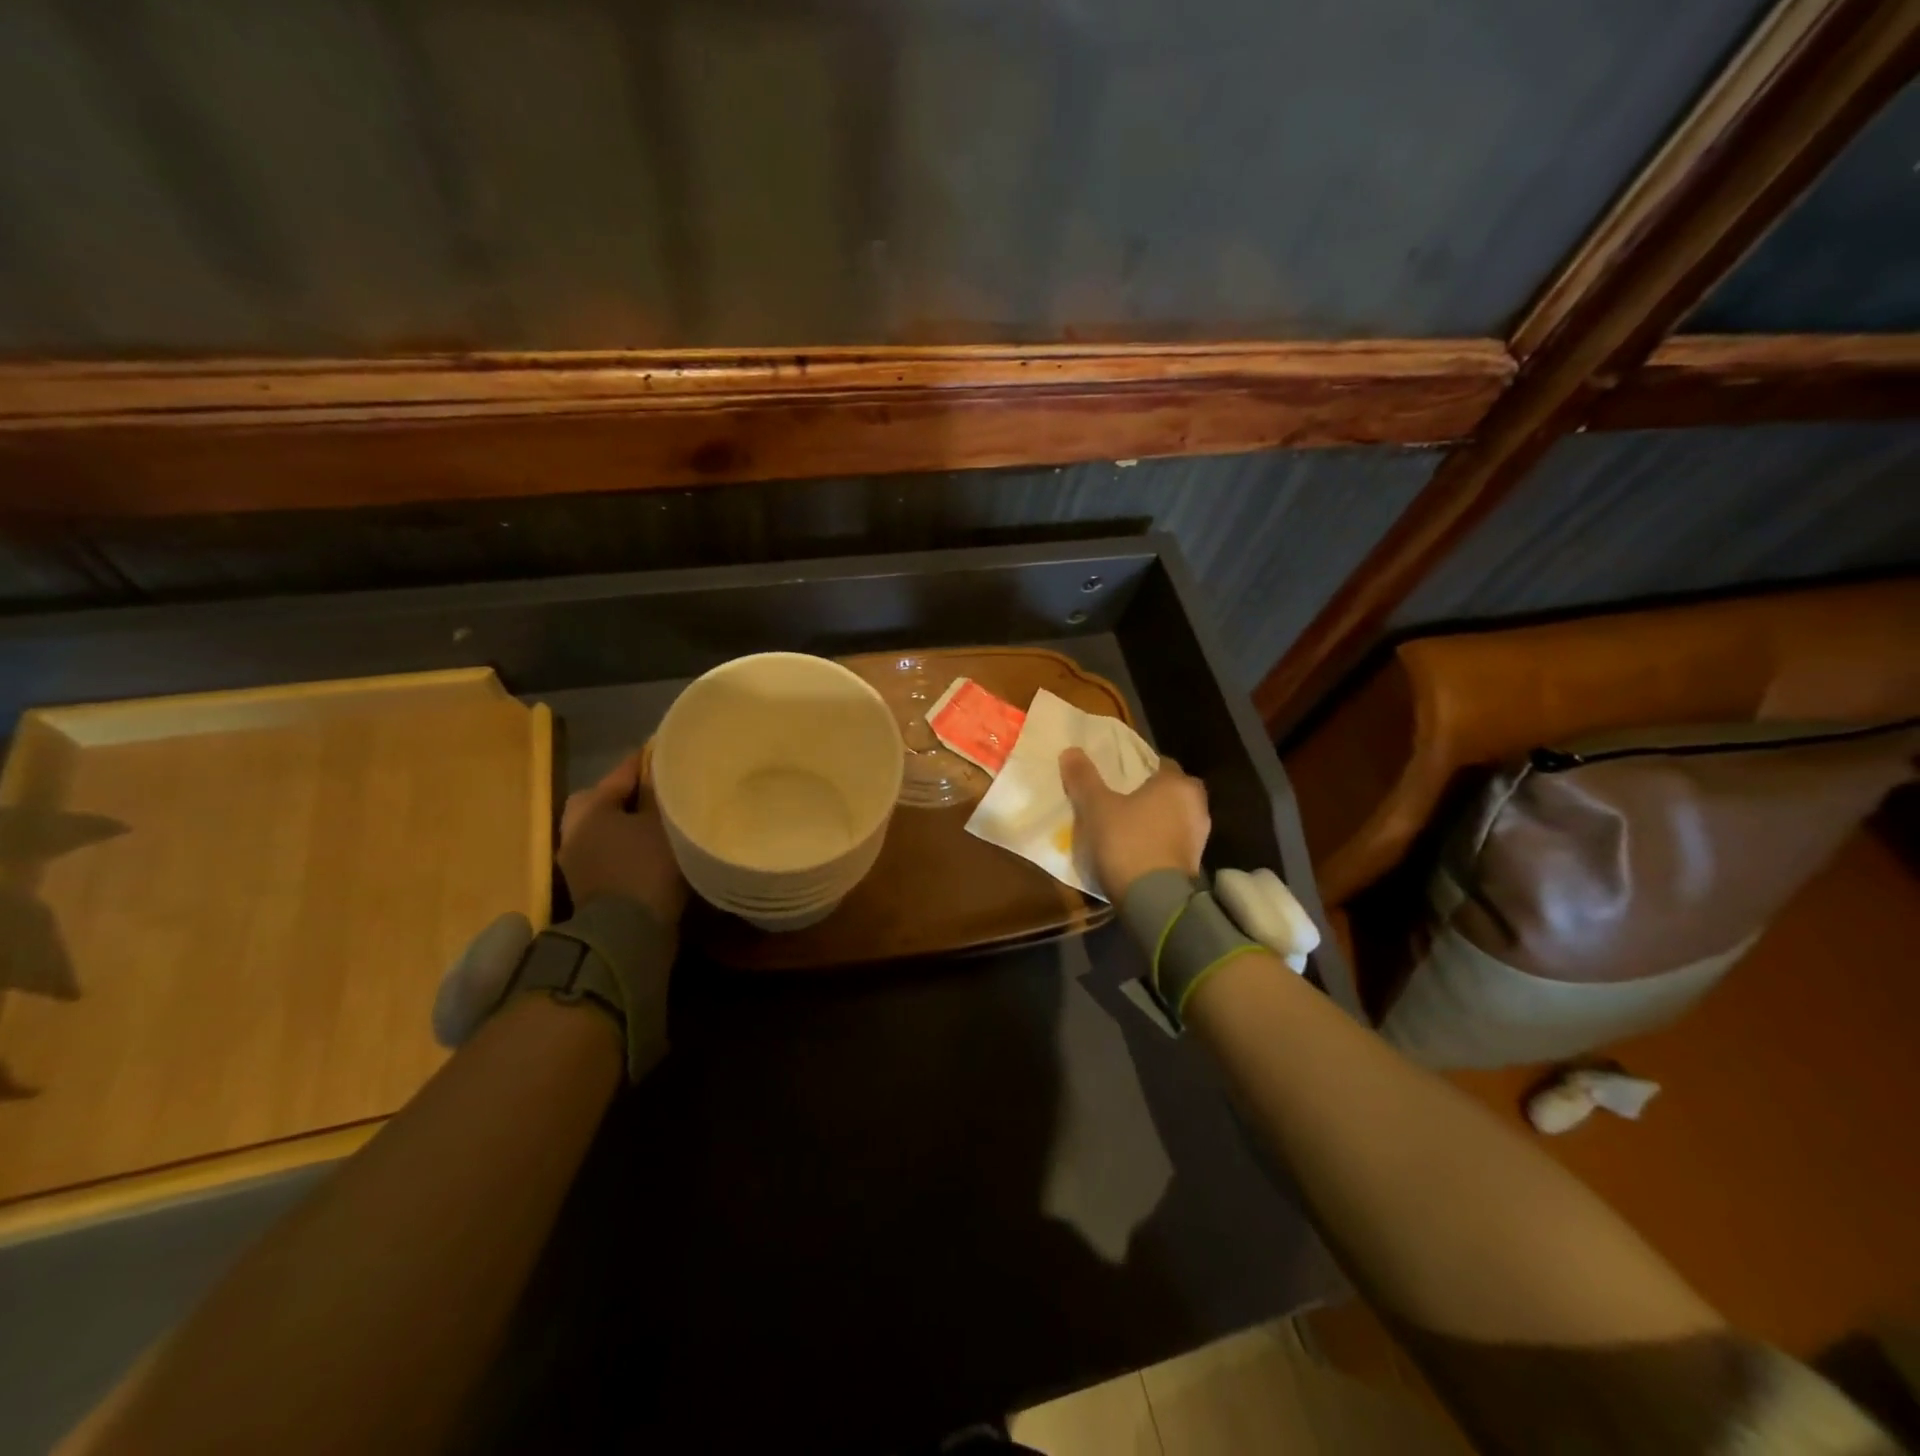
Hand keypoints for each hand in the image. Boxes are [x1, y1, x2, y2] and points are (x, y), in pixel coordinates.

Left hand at [558, 753, 687, 924]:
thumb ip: (660, 795)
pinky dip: (626, 845)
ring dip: (627, 822)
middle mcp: (575, 829)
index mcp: (590, 807)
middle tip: (661, 790)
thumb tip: (662, 771)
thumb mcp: (662, 825)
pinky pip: (608, 850)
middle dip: (629, 792)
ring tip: (660, 821)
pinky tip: (652, 847)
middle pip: (603, 799)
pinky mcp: (587, 884)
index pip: (623, 771)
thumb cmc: (646, 868)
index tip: (672, 751)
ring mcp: (576, 860)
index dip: (649, 760)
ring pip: (604, 827)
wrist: (627, 934)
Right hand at [1059, 747, 1210, 901]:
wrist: (1155, 901)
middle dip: (1152, 793)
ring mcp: (1199, 837)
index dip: (1139, 768)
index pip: (1161, 763)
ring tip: (1127, 826)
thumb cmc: (1128, 842)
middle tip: (1123, 800)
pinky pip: (1174, 842)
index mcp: (1176, 783)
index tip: (1119, 776)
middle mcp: (1195, 805)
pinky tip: (1138, 850)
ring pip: (1175, 817)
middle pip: (1171, 791)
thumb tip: (1070, 751)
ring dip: (1157, 819)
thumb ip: (1084, 778)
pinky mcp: (1195, 864)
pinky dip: (1160, 842)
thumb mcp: (1096, 808)